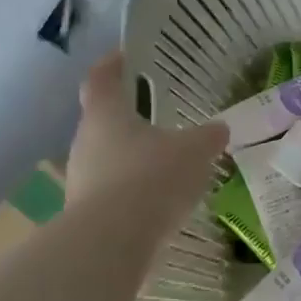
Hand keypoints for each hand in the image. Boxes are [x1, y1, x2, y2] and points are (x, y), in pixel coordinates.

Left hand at [66, 53, 226, 214]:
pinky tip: (162, 203)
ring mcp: (81, 181)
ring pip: (109, 159)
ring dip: (134, 160)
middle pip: (104, 121)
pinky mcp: (86, 215)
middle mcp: (85, 143)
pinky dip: (135, 193)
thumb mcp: (194, 151)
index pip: (101, 79)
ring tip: (168, 165)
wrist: (112, 244)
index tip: (126, 56)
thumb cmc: (152, 178)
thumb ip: (208, 137)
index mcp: (106, 115)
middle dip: (131, 119)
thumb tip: (219, 129)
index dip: (113, 64)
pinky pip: (114, 194)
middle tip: (162, 118)